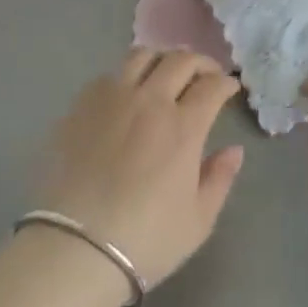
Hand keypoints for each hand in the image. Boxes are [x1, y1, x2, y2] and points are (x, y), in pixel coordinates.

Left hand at [37, 48, 245, 289]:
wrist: (74, 250)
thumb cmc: (145, 241)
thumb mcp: (198, 221)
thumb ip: (220, 179)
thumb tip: (234, 150)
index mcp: (183, 127)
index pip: (212, 86)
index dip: (226, 82)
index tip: (230, 88)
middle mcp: (149, 101)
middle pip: (180, 60)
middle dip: (200, 63)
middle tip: (205, 76)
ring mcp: (111, 99)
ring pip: (141, 56)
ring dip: (162, 59)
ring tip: (165, 74)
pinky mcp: (80, 107)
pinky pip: (108, 75)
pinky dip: (125, 76)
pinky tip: (126, 95)